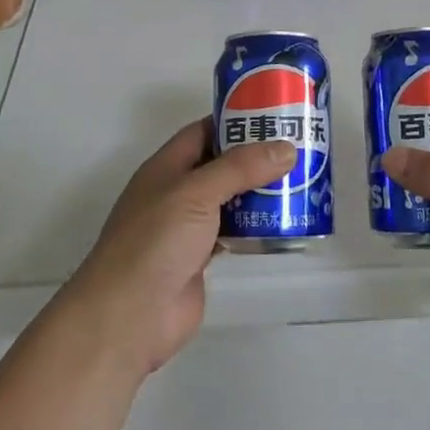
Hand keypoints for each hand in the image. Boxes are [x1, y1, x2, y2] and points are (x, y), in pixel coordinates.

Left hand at [61, 118, 296, 376]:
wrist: (130, 315)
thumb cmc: (156, 242)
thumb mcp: (196, 193)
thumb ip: (240, 168)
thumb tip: (286, 148)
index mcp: (165, 167)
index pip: (203, 131)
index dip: (235, 120)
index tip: (275, 115)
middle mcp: (175, 192)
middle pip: (219, 165)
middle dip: (255, 156)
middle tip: (299, 148)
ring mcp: (186, 227)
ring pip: (228, 199)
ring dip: (258, 192)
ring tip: (300, 181)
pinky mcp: (199, 258)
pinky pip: (232, 231)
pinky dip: (254, 225)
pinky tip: (282, 222)